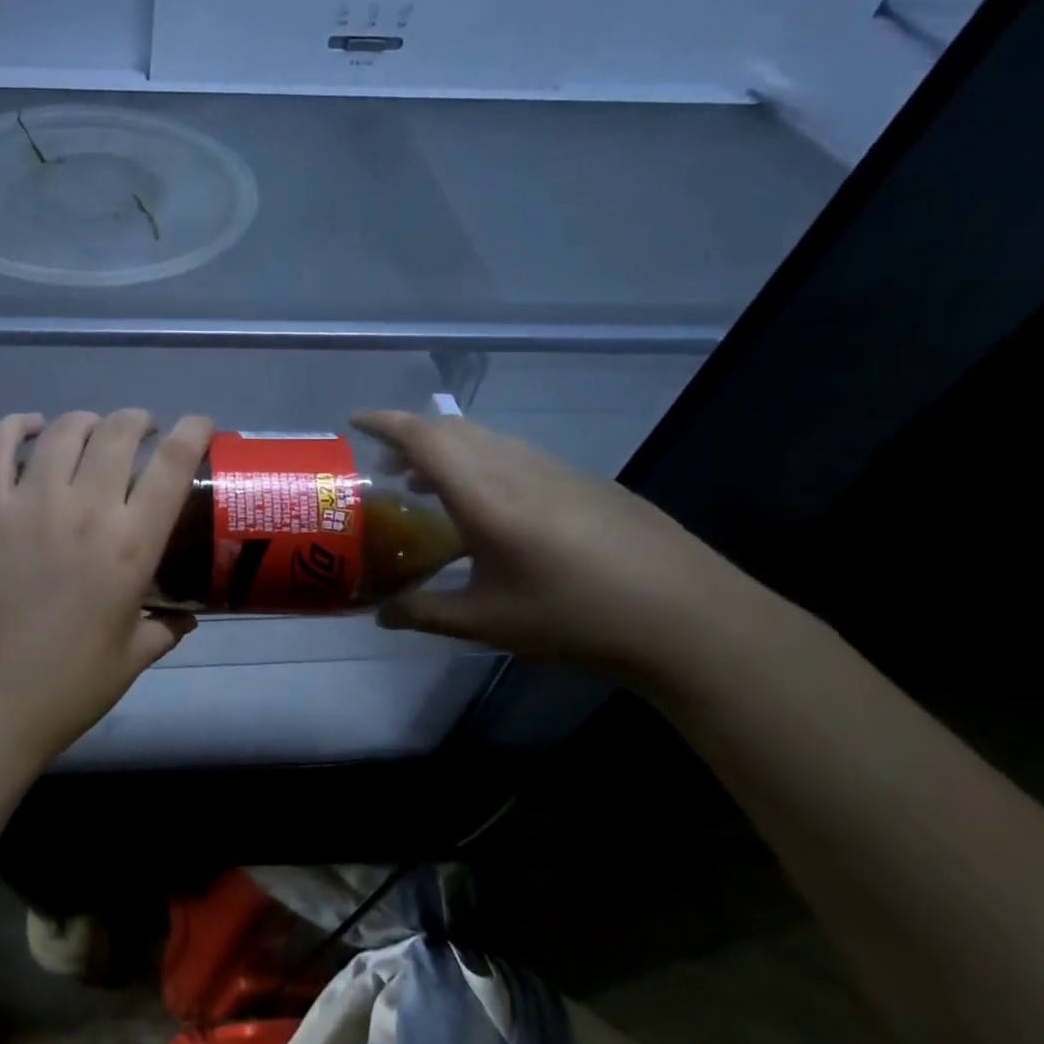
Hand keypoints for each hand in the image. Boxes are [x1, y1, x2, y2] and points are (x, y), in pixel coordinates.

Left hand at [0, 409, 214, 765]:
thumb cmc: (65, 688)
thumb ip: (165, 628)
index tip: (200, 425)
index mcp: (130, 546)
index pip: (172, 465)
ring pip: (64, 431)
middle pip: (119, 432)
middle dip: (139, 421)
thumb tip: (187, 616)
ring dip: (87, 422)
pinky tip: (30, 428)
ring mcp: (28, 504)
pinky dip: (17, 426)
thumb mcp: (130, 659)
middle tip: (142, 433)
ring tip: (92, 432)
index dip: (192, 432)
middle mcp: (84, 510)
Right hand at [351, 410, 748, 679]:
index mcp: (486, 496)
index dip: (385, 423)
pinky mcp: (585, 482)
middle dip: (410, 437)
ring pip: (487, 440)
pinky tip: (489, 506)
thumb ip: (424, 613)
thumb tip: (379, 615)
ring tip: (429, 487)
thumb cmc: (574, 618)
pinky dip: (482, 462)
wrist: (689, 619)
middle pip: (453, 430)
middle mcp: (518, 469)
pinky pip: (516, 455)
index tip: (353, 421)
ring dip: (448, 450)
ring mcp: (557, 471)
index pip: (425, 439)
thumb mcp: (487, 623)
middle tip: (386, 466)